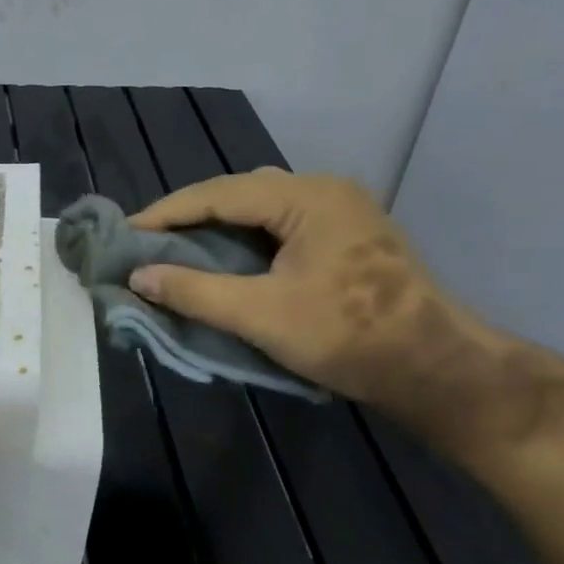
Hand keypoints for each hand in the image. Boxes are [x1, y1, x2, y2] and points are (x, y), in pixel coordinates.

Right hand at [127, 169, 484, 411]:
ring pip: (258, 208)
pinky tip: (224, 259)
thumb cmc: (349, 337)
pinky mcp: (345, 237)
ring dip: (216, 227)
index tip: (125, 232)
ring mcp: (339, 212)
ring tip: (177, 249)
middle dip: (189, 217)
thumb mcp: (261, 315)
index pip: (218, 193)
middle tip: (148, 242)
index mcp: (306, 197)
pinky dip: (243, 239)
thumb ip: (194, 291)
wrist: (438, 372)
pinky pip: (278, 225)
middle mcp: (323, 191)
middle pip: (238, 193)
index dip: (166, 213)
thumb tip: (137, 277)